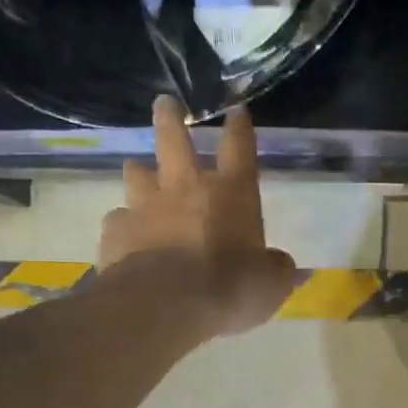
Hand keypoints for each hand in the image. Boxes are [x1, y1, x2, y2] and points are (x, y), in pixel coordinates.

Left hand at [98, 97, 297, 336]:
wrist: (164, 305)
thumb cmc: (229, 289)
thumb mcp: (269, 286)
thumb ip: (279, 272)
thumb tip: (291, 268)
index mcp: (231, 194)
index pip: (239, 149)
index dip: (240, 128)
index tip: (237, 110)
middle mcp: (186, 188)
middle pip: (174, 140)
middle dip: (170, 118)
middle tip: (165, 103)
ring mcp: (145, 206)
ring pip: (137, 174)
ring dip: (139, 170)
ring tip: (137, 169)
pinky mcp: (116, 230)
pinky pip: (118, 219)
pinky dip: (123, 224)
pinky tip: (124, 235)